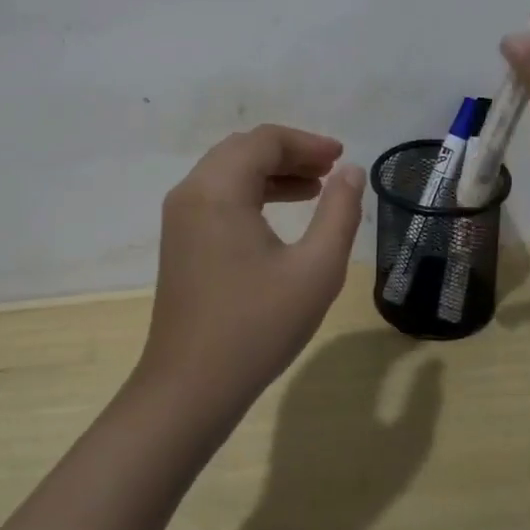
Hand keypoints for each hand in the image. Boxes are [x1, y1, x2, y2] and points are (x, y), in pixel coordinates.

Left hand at [137, 125, 365, 420]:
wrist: (189, 387)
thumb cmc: (256, 327)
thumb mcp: (315, 270)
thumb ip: (339, 212)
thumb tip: (350, 171)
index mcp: (218, 189)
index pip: (264, 141)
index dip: (307, 143)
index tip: (341, 157)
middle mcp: (192, 191)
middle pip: (244, 149)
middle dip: (290, 153)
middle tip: (330, 170)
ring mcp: (180, 216)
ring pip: (228, 171)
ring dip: (271, 172)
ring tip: (315, 188)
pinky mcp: (179, 239)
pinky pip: (217, 195)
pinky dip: (251, 192)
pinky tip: (280, 214)